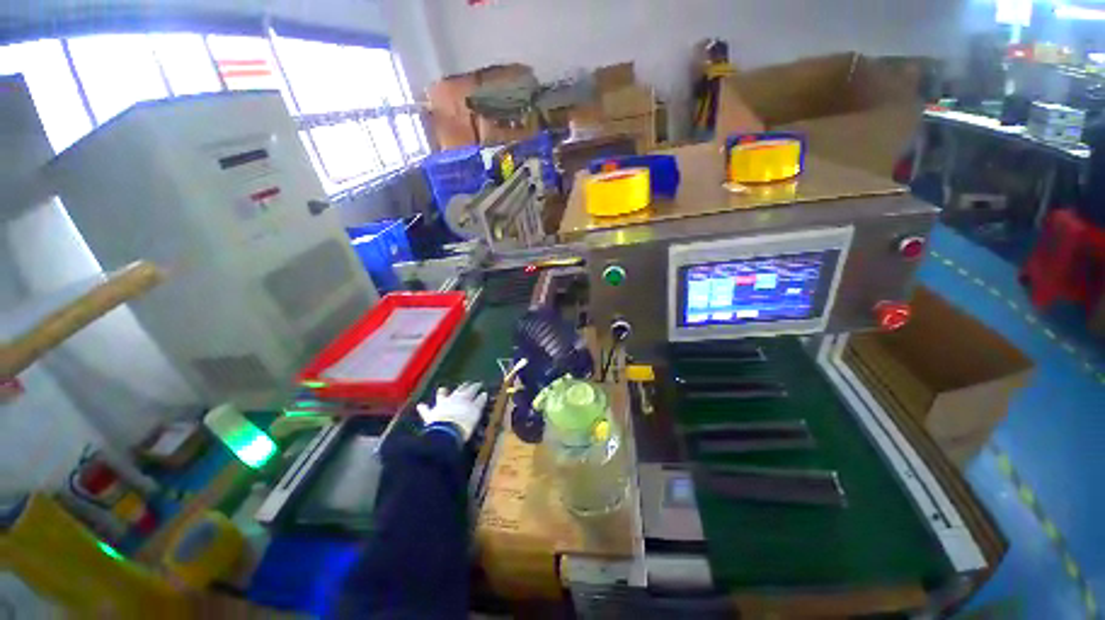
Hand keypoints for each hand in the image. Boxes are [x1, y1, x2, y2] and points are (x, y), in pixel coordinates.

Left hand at [416, 382, 486, 441]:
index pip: (472, 389)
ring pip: (441, 395)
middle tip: (467, 383)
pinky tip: (420, 405)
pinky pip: (426, 410)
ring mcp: (441, 405)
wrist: (446, 432)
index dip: (476, 386)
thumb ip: (480, 402)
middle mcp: (452, 398)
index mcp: (465, 397)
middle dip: (463, 386)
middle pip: (458, 390)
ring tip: (443, 388)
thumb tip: (484, 394)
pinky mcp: (431, 415)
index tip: (479, 384)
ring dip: (442, 392)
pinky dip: (423, 408)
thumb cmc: (464, 423)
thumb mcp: (476, 412)